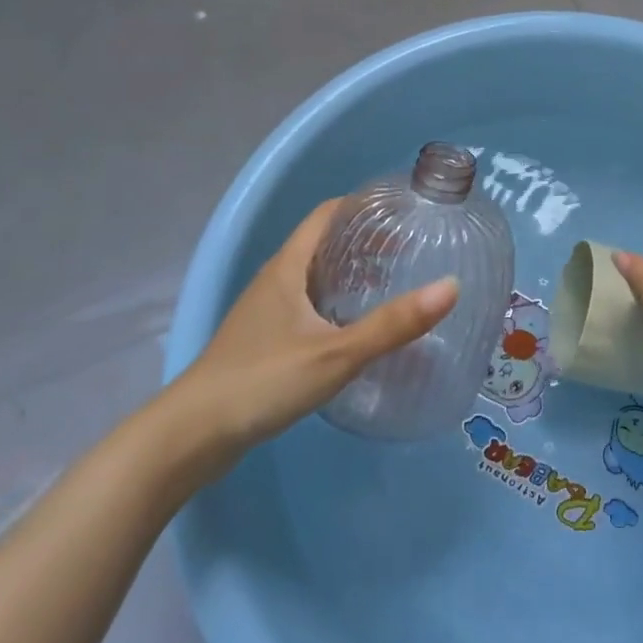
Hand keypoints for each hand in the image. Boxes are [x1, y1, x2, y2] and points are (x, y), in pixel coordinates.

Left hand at [160, 199, 459, 478]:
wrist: (192, 437)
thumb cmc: (262, 381)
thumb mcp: (336, 353)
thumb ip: (393, 324)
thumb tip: (451, 287)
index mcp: (288, 267)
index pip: (327, 213)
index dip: (363, 205)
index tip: (402, 209)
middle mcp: (275, 280)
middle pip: (324, 243)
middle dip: (365, 240)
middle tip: (410, 248)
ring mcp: (266, 312)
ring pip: (316, 277)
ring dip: (352, 273)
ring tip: (393, 283)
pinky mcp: (264, 341)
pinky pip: (308, 306)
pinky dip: (337, 303)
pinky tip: (358, 328)